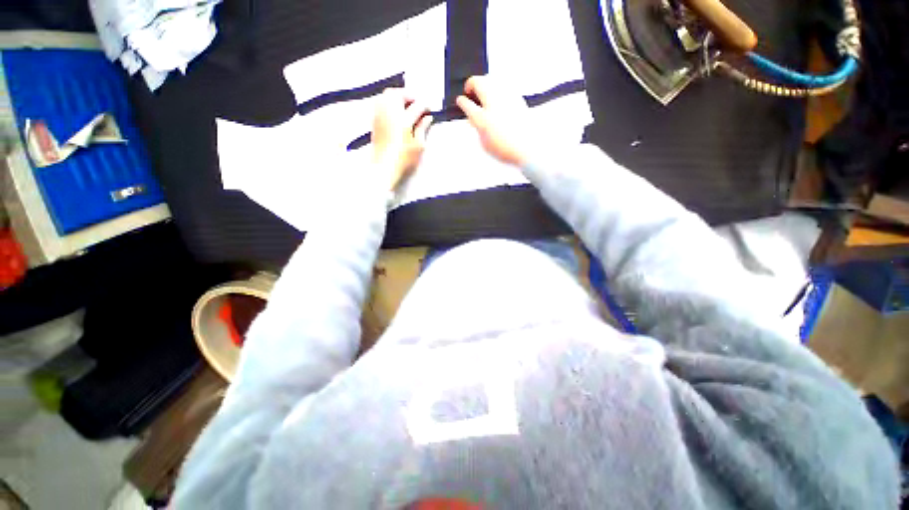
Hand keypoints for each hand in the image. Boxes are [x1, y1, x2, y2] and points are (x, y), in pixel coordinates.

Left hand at [371, 88, 432, 190]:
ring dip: (398, 96)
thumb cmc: (404, 159)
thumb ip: (423, 129)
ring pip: (387, 95)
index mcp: (404, 120)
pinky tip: (395, 110)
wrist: (383, 167)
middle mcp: (390, 113)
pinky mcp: (375, 120)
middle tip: (417, 103)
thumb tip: (428, 118)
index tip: (429, 109)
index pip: (417, 106)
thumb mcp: (418, 146)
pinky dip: (389, 101)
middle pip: (398, 94)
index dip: (425, 105)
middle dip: (409, 95)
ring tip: (406, 105)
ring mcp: (380, 115)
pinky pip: (380, 102)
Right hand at [456, 76, 531, 166]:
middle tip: (469, 90)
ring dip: (484, 83)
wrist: (527, 148)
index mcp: (483, 119)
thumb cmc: (507, 149)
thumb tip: (476, 119)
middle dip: (471, 84)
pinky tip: (497, 97)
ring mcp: (507, 98)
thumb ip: (478, 128)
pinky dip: (497, 88)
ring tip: (483, 92)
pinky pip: (504, 86)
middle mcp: (494, 104)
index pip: (466, 104)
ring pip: (492, 80)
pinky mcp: (517, 98)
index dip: (461, 102)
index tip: (460, 100)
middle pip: (479, 82)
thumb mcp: (485, 143)